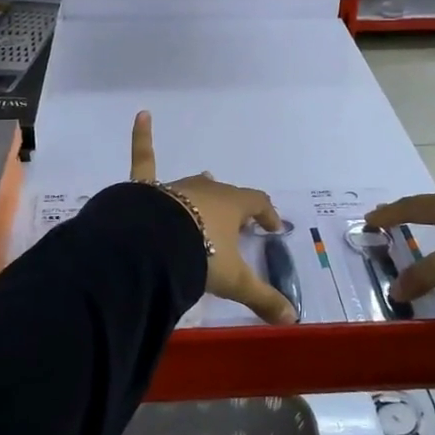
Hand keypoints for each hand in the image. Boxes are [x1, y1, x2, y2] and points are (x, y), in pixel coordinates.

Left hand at [130, 111, 296, 324]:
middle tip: (238, 222)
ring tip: (206, 184)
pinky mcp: (147, 188)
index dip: (268, 214)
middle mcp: (207, 190)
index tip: (274, 229)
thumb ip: (263, 299)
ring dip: (202, 190)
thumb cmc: (200, 256)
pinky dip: (142, 137)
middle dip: (233, 206)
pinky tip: (142, 115)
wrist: (153, 246)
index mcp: (232, 206)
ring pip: (194, 184)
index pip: (257, 203)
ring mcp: (176, 187)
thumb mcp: (235, 281)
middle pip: (226, 194)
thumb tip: (293, 320)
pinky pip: (144, 159)